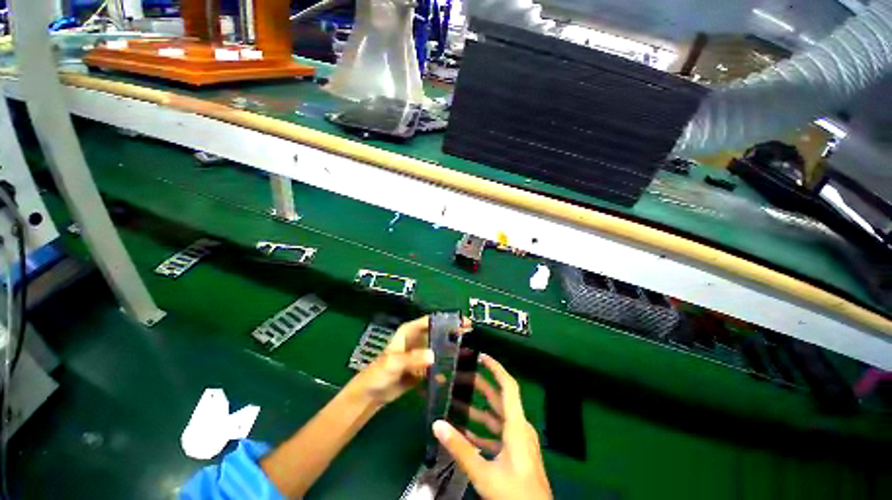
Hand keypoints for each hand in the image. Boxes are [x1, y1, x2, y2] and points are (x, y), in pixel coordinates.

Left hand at [351, 316, 467, 406]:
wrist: (371, 395)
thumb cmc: (378, 372)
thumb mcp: (394, 363)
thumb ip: (412, 358)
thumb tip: (433, 356)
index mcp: (410, 331)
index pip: (431, 320)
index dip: (447, 319)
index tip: (464, 322)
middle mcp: (417, 340)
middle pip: (438, 333)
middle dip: (453, 333)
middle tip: (471, 335)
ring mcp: (420, 354)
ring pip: (439, 348)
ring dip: (451, 350)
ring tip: (469, 352)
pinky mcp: (422, 368)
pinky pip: (436, 364)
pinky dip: (445, 366)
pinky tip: (457, 371)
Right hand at [434, 354, 551, 499]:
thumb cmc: (514, 493)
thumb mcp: (484, 473)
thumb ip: (460, 449)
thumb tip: (437, 424)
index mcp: (517, 426)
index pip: (508, 387)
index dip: (496, 369)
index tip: (481, 356)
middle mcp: (519, 428)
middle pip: (499, 399)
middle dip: (480, 387)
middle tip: (460, 377)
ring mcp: (518, 442)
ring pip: (496, 418)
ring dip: (477, 411)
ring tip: (456, 402)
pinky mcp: (515, 454)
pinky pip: (497, 436)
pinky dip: (482, 432)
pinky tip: (464, 434)